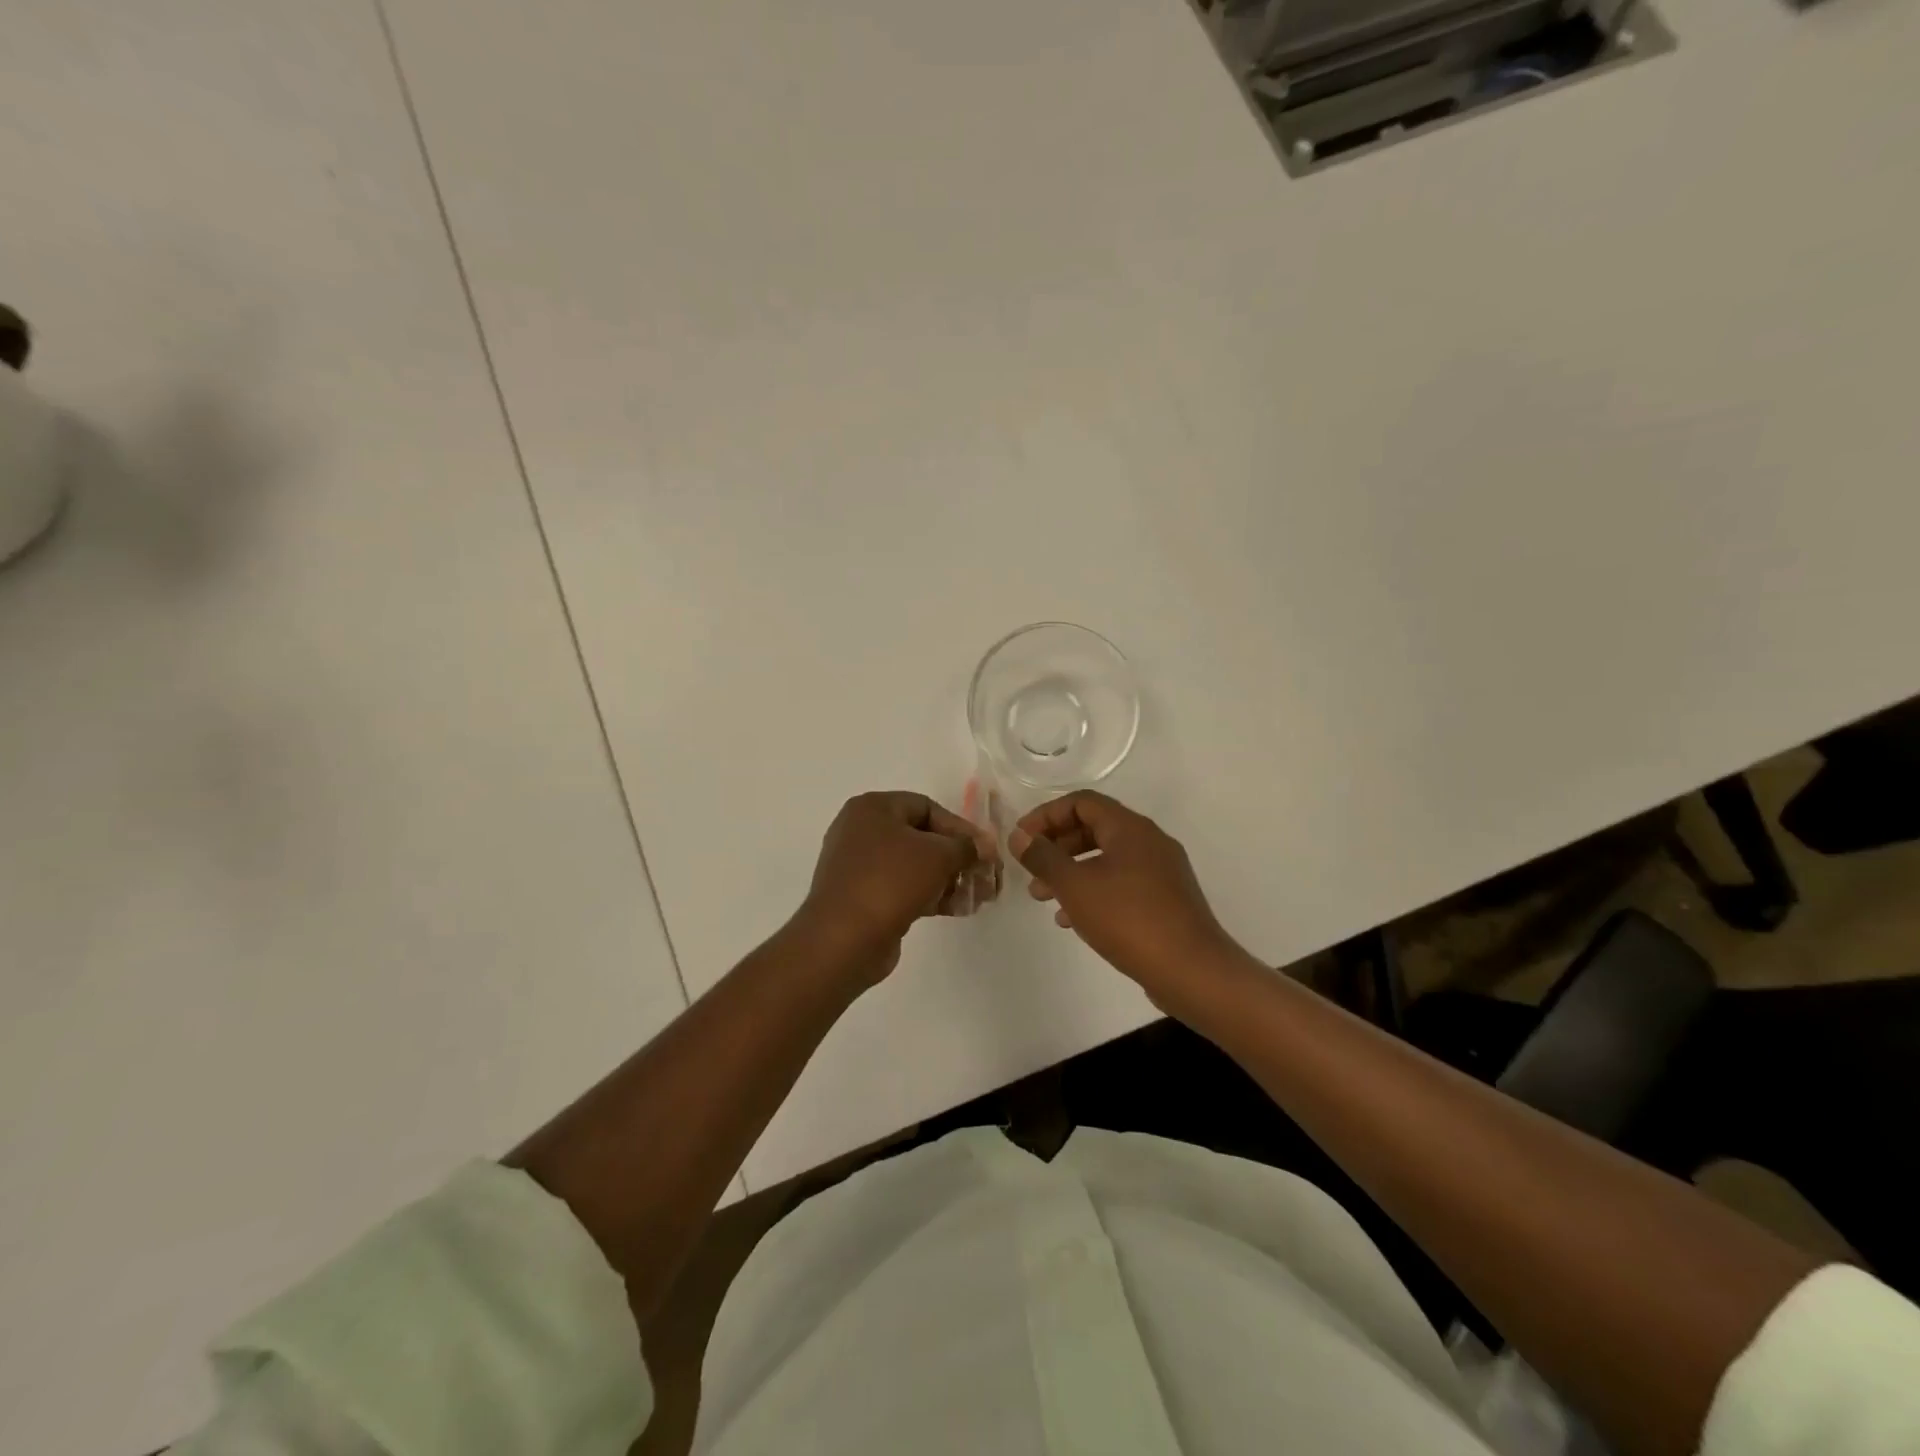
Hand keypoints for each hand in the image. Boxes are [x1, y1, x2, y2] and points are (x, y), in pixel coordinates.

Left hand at [800, 791, 1000, 981]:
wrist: (844, 939)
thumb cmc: (890, 881)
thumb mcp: (938, 856)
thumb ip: (967, 846)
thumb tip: (984, 847)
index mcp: (872, 808)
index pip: (927, 807)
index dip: (961, 827)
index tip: (985, 851)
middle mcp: (861, 831)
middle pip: (923, 837)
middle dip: (958, 858)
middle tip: (986, 877)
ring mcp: (859, 866)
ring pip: (915, 865)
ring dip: (949, 879)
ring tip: (978, 897)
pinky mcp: (863, 897)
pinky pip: (903, 888)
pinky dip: (930, 894)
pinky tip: (957, 909)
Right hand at [1010, 791, 1240, 1002]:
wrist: (1192, 971)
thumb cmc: (1129, 920)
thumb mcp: (1075, 887)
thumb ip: (1043, 858)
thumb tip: (1019, 836)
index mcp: (1130, 828)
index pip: (1081, 802)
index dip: (1046, 815)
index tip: (1021, 839)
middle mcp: (1149, 841)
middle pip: (1094, 828)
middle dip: (1056, 846)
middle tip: (1029, 869)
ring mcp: (1161, 871)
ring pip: (1106, 858)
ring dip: (1071, 871)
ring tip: (1042, 897)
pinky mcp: (1166, 899)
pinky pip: (1121, 883)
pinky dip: (1093, 891)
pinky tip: (1071, 919)